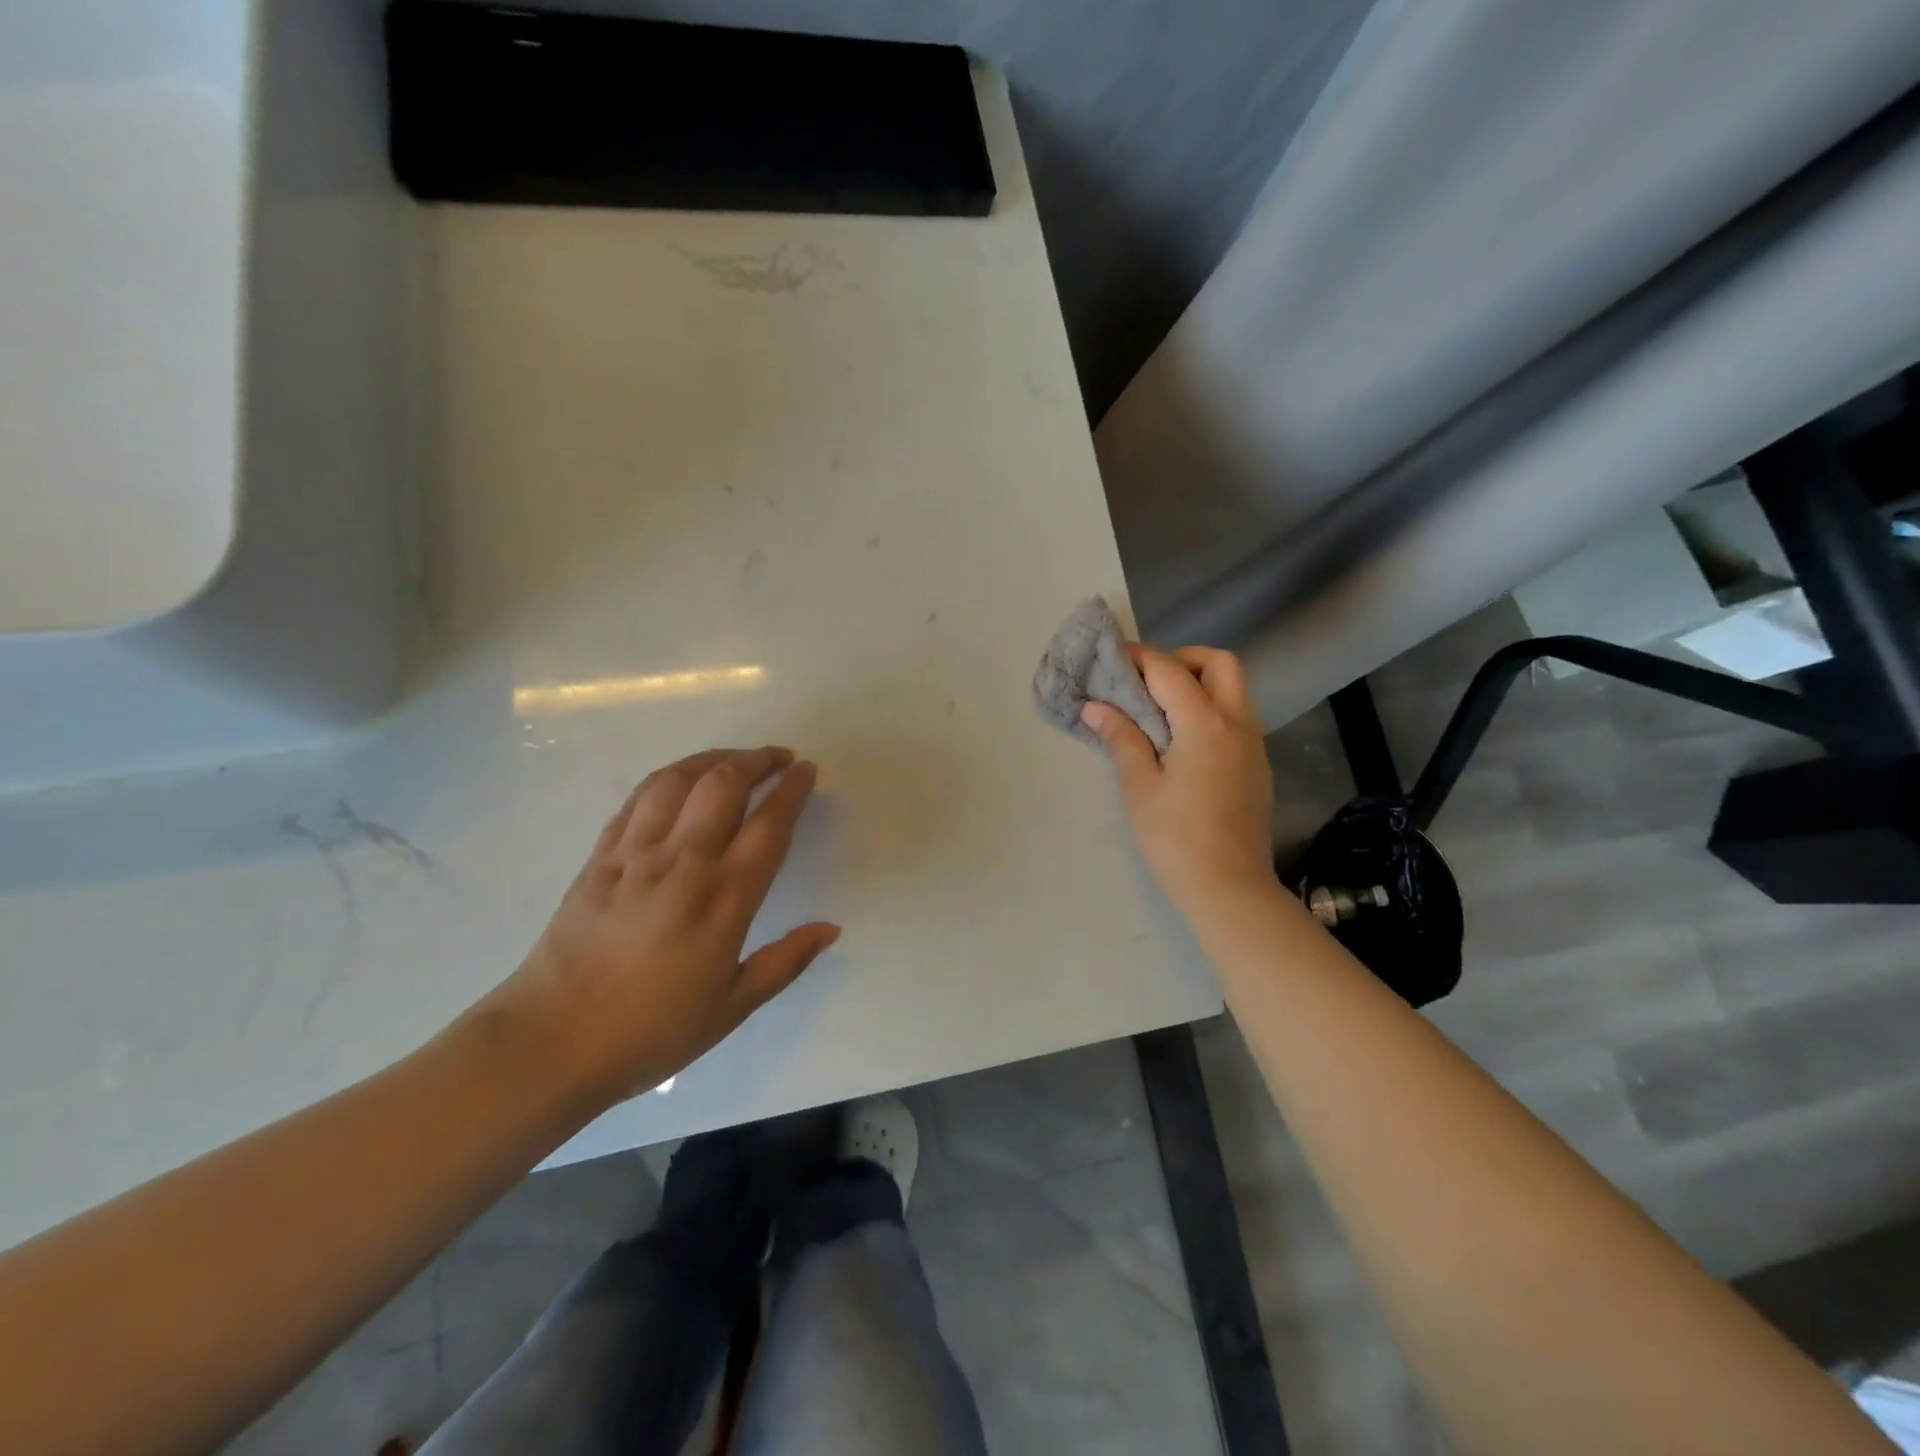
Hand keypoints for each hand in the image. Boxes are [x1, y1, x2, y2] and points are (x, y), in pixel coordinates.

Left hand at [480, 747, 838, 1112]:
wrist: (550, 1042)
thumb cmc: (651, 1031)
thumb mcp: (732, 1007)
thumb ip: (786, 962)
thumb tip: (831, 929)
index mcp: (723, 899)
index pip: (768, 825)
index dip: (792, 789)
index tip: (807, 771)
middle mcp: (682, 862)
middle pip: (724, 784)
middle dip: (757, 760)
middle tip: (779, 758)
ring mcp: (635, 855)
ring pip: (678, 780)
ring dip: (713, 758)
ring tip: (734, 759)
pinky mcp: (599, 857)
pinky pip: (637, 800)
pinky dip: (667, 779)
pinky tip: (679, 781)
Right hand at [1081, 646, 1276, 916]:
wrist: (1230, 888)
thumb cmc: (1175, 838)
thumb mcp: (1139, 786)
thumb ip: (1121, 738)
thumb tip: (1096, 706)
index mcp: (1205, 724)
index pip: (1170, 671)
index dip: (1139, 658)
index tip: (1112, 657)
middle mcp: (1237, 723)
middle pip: (1219, 664)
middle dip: (1182, 659)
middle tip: (1148, 680)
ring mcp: (1253, 743)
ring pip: (1234, 689)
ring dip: (1199, 682)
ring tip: (1159, 708)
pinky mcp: (1257, 764)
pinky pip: (1236, 716)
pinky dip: (1210, 708)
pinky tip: (1182, 739)